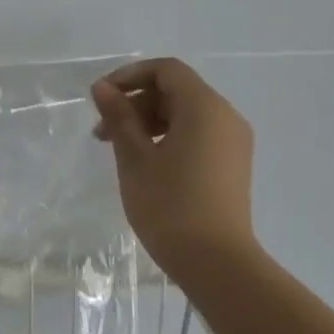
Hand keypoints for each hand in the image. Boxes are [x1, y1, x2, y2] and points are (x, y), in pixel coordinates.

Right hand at [91, 58, 259, 265]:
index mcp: (204, 108)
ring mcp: (232, 142)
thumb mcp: (134, 157)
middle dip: (135, 102)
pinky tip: (144, 162)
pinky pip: (197, 134)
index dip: (130, 76)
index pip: (166, 70)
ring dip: (148, 121)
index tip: (101, 98)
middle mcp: (225, 117)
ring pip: (185, 114)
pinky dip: (167, 137)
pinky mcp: (231, 164)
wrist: (216, 262)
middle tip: (102, 131)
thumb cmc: (169, 204)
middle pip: (176, 91)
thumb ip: (118, 117)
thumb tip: (102, 88)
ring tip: (117, 149)